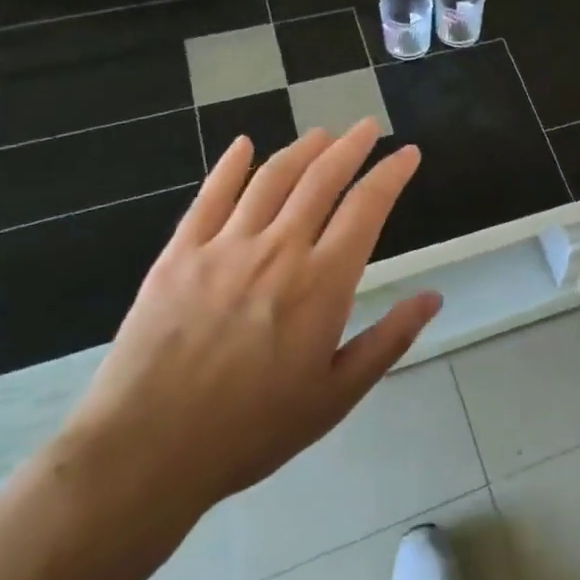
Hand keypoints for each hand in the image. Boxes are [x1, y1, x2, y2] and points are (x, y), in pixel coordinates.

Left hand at [55, 121, 440, 531]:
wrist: (146, 453)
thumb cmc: (252, 430)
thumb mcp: (336, 395)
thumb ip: (389, 340)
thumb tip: (433, 297)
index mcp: (322, 283)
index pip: (367, 207)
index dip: (391, 173)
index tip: (407, 153)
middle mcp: (278, 250)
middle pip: (321, 179)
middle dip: (350, 146)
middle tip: (367, 126)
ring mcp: (224, 248)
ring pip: (271, 179)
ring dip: (302, 149)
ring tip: (322, 133)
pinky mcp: (179, 255)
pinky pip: (209, 197)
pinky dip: (230, 166)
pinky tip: (243, 146)